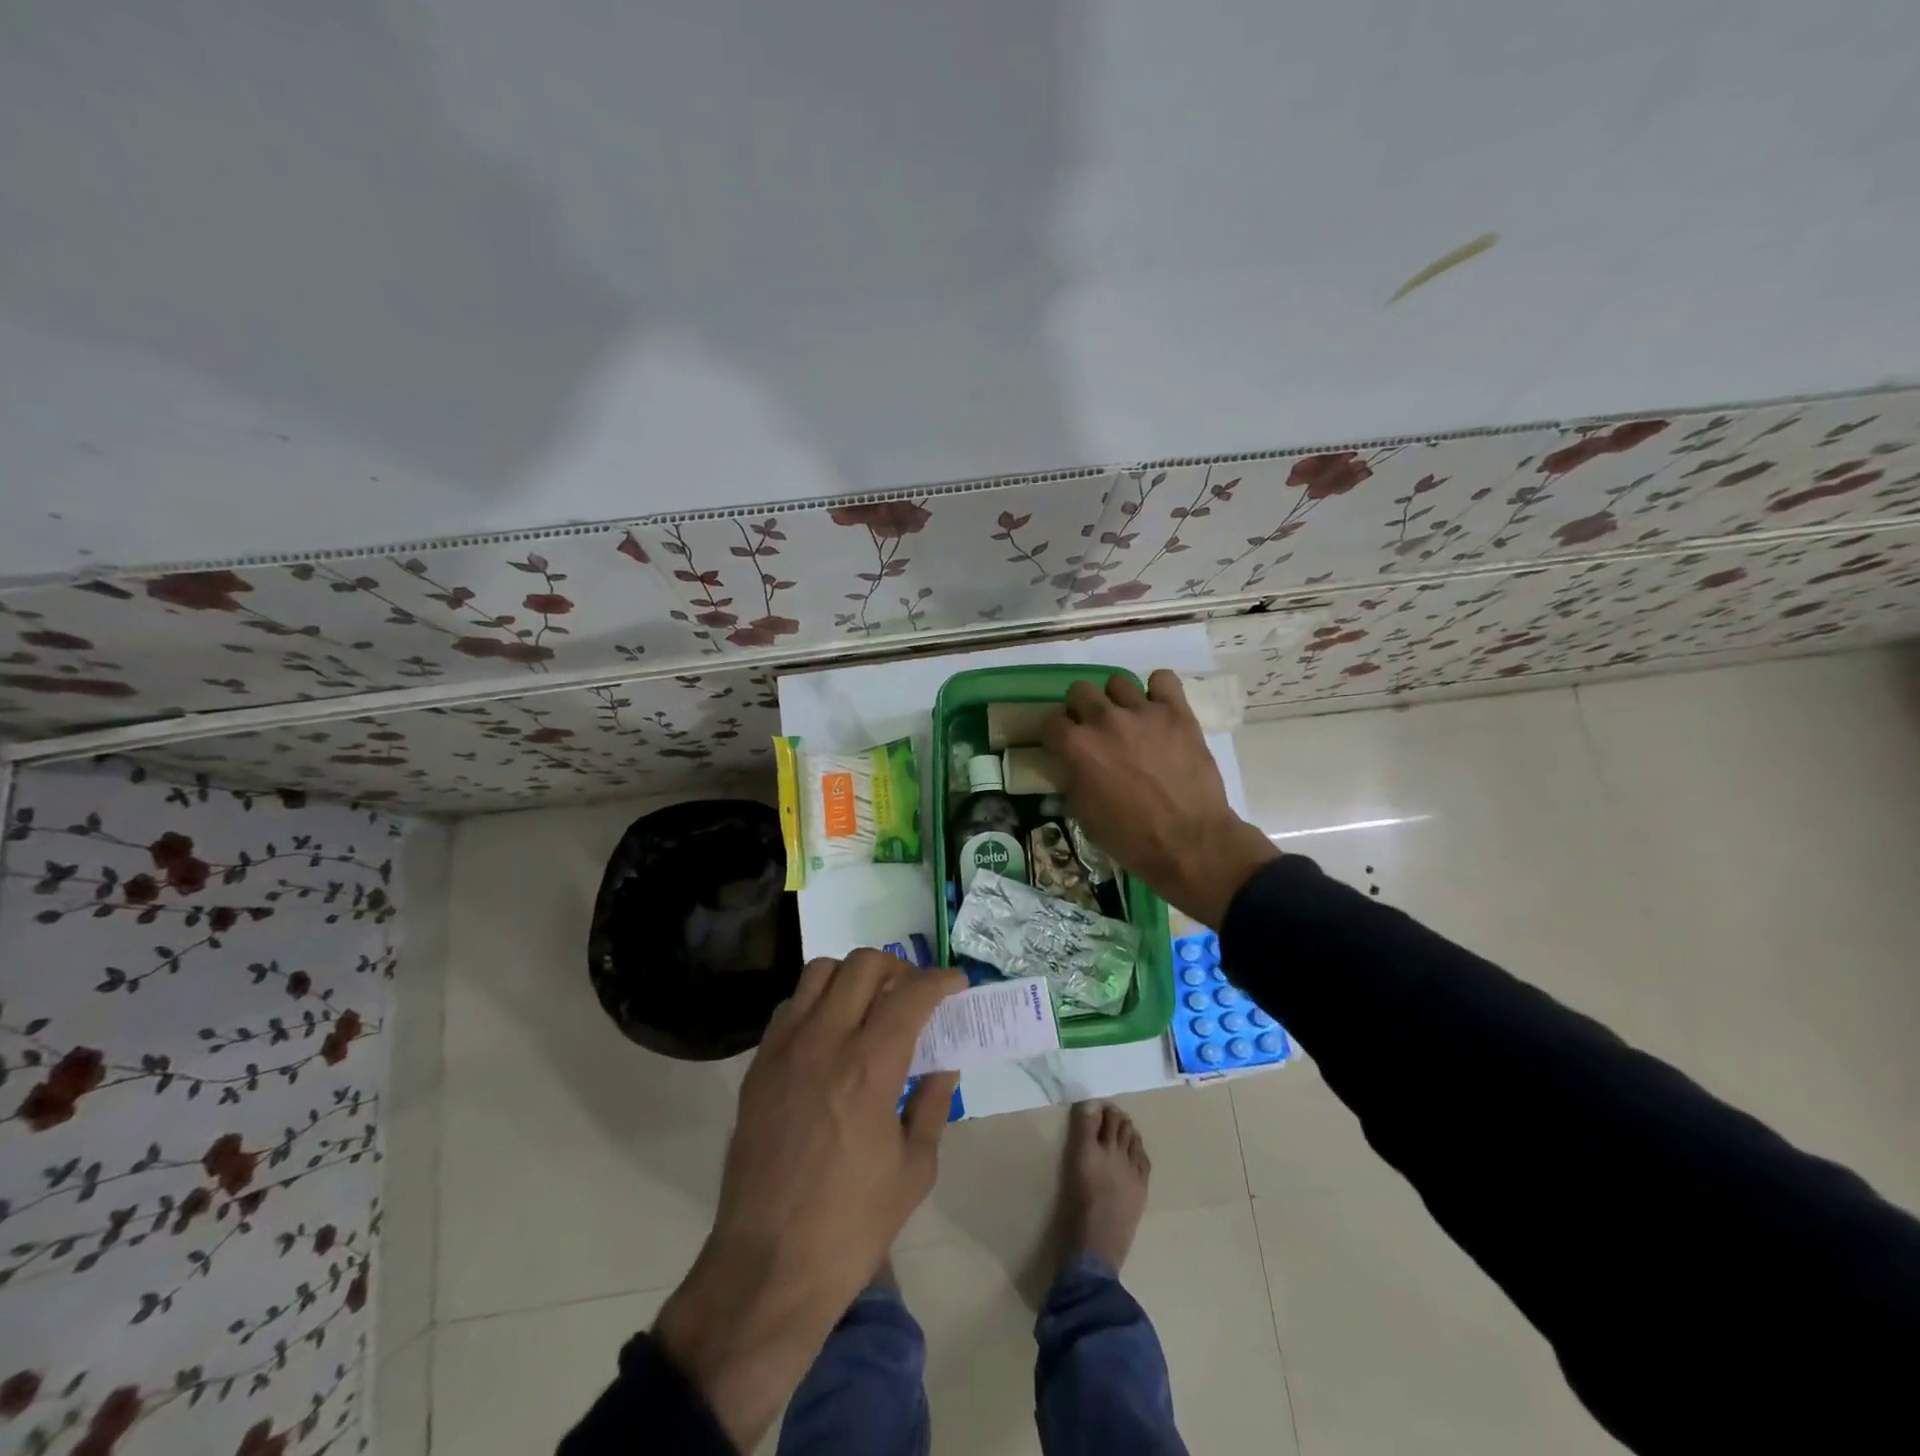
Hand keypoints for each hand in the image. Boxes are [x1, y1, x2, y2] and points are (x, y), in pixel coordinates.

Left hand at [652, 950, 963, 1451]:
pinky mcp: (758, 1066)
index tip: (956, 984)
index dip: (940, 980)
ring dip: (853, 976)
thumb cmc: (851, 1226)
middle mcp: (823, 1042)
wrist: (766, 1268)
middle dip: (898, 967)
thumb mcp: (914, 1169)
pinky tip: (831, 1034)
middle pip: (863, 964)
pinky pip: (790, 1006)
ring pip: (820, 972)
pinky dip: (817, 1001)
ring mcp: (784, 1049)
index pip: (910, 994)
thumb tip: (943, 1062)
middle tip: (914, 993)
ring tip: (870, 1005)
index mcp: (869, 1068)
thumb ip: (931, 1103)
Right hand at [1043, 669, 1278, 927]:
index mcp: (1075, 746)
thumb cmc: (1129, 838)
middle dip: (1082, 709)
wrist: (1189, 841)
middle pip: (1080, 691)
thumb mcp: (1082, 814)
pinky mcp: (1176, 711)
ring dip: (1117, 701)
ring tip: (1129, 721)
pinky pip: (1162, 679)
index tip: (1064, 746)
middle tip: (1095, 731)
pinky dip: (1158, 691)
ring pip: (1117, 682)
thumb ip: (1071, 779)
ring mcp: (1141, 711)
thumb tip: (1070, 764)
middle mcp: (1103, 719)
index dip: (1056, 735)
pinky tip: (1159, 710)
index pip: (1050, 721)